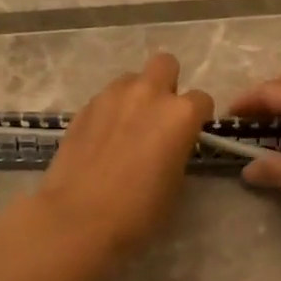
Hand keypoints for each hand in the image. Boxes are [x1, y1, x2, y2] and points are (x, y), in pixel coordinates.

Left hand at [37, 54, 212, 256]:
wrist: (78, 217)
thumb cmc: (138, 210)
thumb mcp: (175, 183)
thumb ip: (178, 150)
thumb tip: (170, 144)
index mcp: (180, 114)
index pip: (202, 99)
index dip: (198, 117)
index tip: (189, 134)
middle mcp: (148, 94)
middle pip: (165, 64)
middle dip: (167, 84)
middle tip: (159, 116)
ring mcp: (112, 96)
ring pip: (131, 79)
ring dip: (136, 95)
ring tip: (128, 126)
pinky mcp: (84, 107)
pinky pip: (106, 98)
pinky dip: (110, 111)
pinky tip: (103, 138)